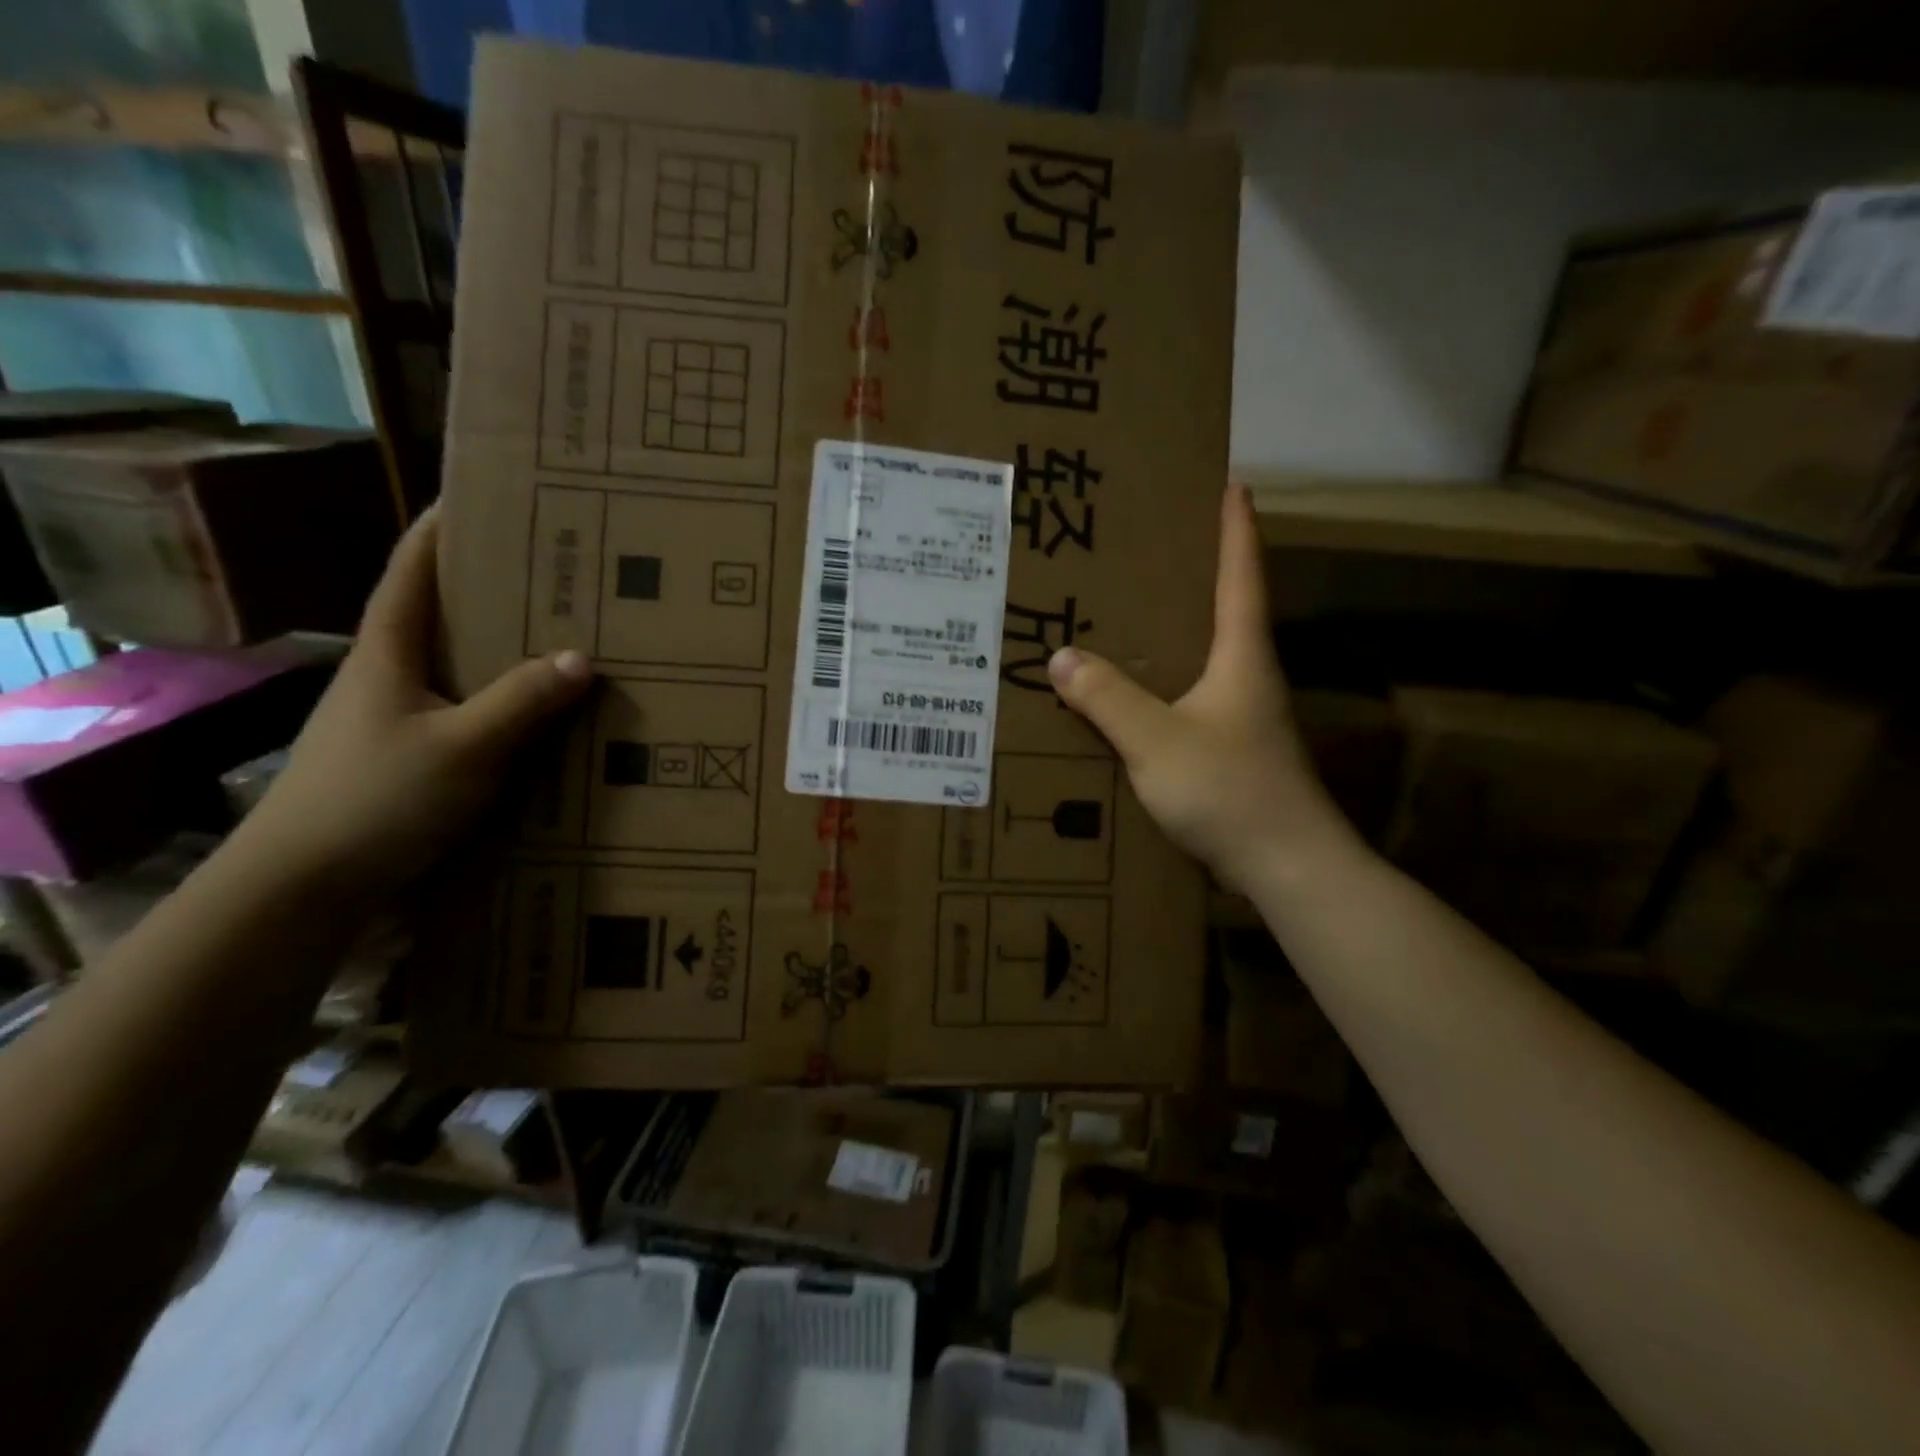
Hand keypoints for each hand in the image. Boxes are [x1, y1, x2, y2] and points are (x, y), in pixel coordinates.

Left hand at [238, 507, 593, 901]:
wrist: (304, 884)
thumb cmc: (375, 799)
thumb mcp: (463, 747)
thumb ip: (521, 701)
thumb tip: (583, 657)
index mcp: (389, 653)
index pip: (413, 573)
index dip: (441, 530)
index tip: (480, 495)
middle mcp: (389, 676)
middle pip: (440, 615)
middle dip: (489, 587)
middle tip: (550, 570)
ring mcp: (396, 718)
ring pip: (456, 666)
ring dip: (500, 648)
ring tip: (559, 635)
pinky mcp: (410, 756)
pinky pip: (467, 710)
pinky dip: (501, 699)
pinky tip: (538, 713)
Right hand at [1047, 482, 1352, 894]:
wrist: (1286, 866)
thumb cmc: (1230, 790)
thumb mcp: (1157, 741)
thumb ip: (1108, 698)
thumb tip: (1061, 656)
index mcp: (1241, 655)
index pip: (1241, 574)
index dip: (1234, 527)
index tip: (1228, 482)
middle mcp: (1246, 676)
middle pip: (1221, 609)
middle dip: (1190, 574)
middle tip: (1143, 548)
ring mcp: (1241, 715)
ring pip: (1202, 657)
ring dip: (1171, 632)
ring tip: (1122, 616)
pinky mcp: (1230, 749)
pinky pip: (1188, 698)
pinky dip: (1160, 683)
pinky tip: (1127, 695)